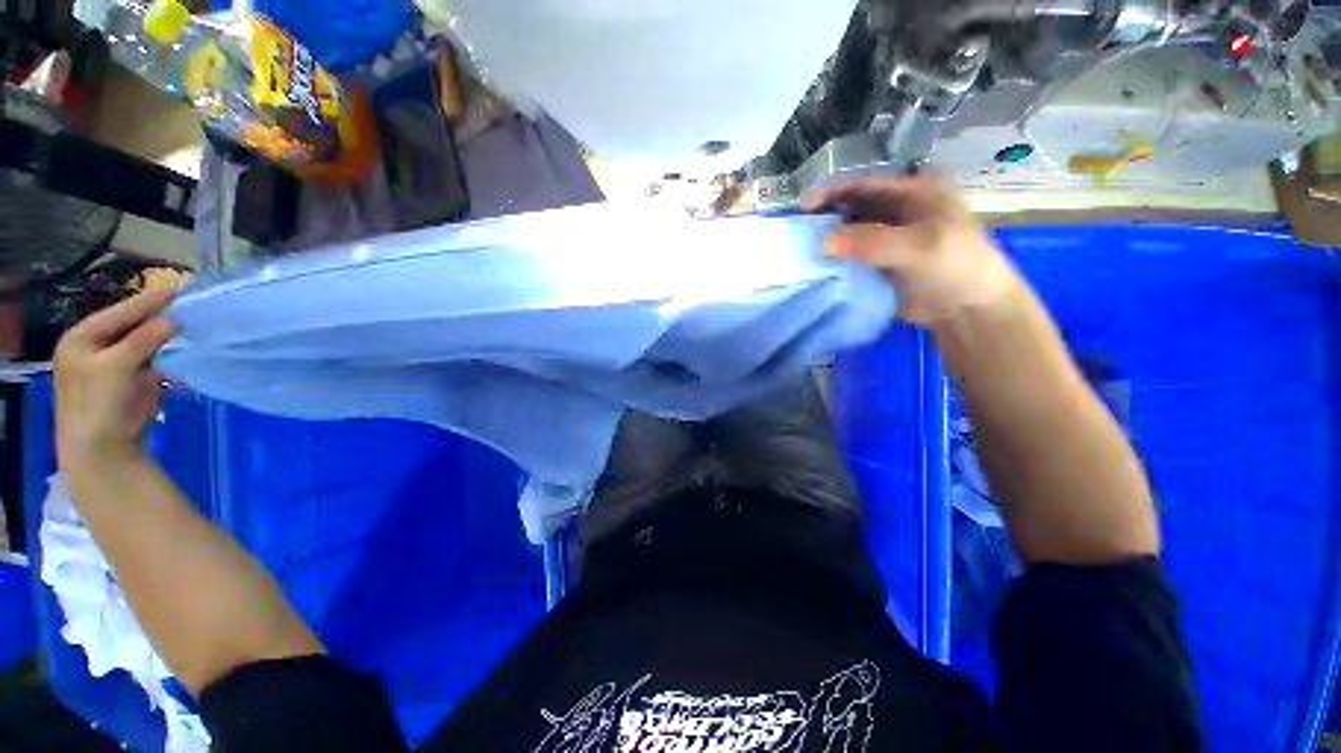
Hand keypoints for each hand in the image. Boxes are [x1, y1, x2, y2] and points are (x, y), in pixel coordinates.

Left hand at [54, 280, 178, 475]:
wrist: (103, 447)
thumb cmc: (98, 402)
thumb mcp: (117, 366)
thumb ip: (143, 339)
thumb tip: (174, 319)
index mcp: (83, 337)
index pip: (120, 312)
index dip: (149, 300)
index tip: (179, 285)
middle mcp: (97, 346)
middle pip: (132, 324)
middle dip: (159, 315)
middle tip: (188, 300)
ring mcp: (116, 363)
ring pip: (145, 341)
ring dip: (166, 333)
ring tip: (192, 318)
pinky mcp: (133, 379)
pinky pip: (153, 357)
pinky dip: (168, 350)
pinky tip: (185, 342)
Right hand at [804, 174, 1024, 327]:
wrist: (966, 308)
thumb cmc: (954, 266)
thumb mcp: (919, 247)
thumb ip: (873, 241)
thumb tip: (824, 242)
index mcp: (912, 192)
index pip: (864, 185)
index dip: (833, 193)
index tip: (805, 207)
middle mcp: (895, 211)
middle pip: (852, 208)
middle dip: (825, 218)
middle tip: (798, 232)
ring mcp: (885, 239)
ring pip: (848, 234)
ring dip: (826, 241)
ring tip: (800, 250)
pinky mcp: (877, 264)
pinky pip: (849, 257)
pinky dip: (833, 261)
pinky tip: (815, 267)